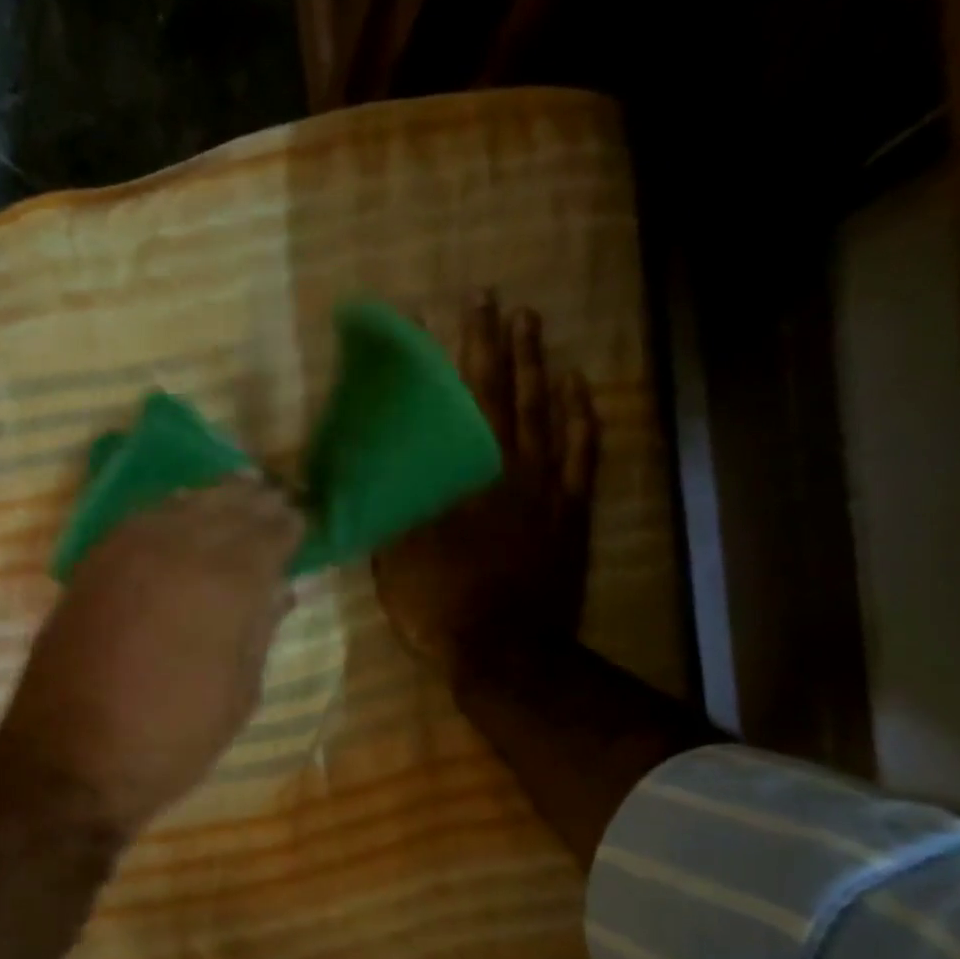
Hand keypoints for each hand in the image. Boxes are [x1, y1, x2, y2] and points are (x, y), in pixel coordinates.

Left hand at [0, 477, 303, 836]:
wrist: (71, 762)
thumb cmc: (171, 740)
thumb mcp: (238, 697)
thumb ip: (260, 632)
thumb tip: (280, 591)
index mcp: (226, 585)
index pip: (268, 534)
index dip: (288, 526)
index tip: (301, 522)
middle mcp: (177, 551)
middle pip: (226, 507)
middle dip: (255, 502)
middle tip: (274, 500)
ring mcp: (127, 552)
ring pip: (180, 504)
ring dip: (212, 498)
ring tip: (234, 496)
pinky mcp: (91, 565)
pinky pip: (139, 520)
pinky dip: (167, 511)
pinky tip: (178, 517)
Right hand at [373, 296, 598, 670]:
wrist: (507, 655)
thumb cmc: (443, 608)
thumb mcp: (398, 561)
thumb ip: (393, 510)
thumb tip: (376, 471)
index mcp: (469, 479)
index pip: (467, 401)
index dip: (463, 353)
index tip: (458, 309)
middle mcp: (514, 472)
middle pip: (512, 395)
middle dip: (504, 345)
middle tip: (500, 302)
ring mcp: (550, 492)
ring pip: (550, 415)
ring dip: (541, 368)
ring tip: (535, 328)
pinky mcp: (572, 516)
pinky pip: (583, 456)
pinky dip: (581, 418)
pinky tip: (578, 391)